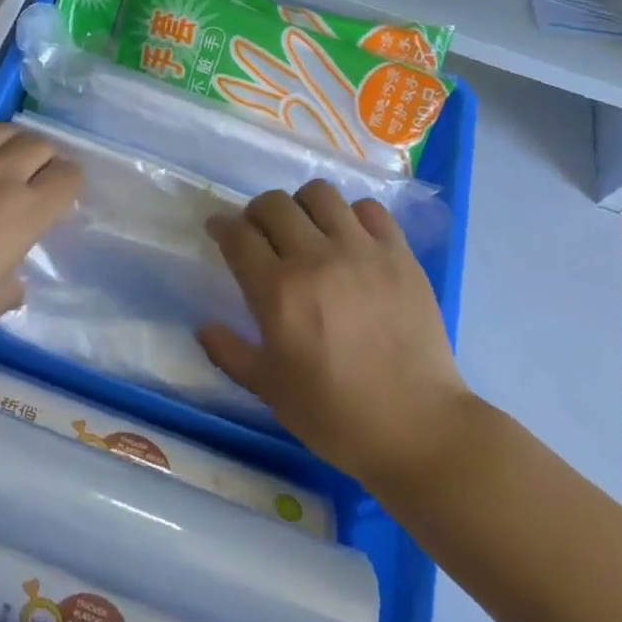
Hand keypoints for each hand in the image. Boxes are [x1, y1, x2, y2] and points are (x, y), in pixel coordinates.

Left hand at [0, 124, 81, 373]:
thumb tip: (12, 279)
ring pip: (0, 129)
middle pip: (39, 145)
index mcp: (22, 214)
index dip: (70, 186)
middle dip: (45, 161)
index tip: (58, 200)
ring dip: (11, 143)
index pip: (68, 177)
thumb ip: (8, 288)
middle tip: (31, 182)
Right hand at [198, 180, 470, 485]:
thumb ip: (229, 352)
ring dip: (302, 206)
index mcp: (277, 291)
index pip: (238, 235)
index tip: (219, 232)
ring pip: (320, 194)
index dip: (221, 226)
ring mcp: (362, 252)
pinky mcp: (400, 255)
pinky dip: (351, 216)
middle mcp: (316, 258)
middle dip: (256, 213)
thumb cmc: (334, 414)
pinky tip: (350, 240)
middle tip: (260, 234)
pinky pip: (370, 210)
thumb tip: (204, 326)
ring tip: (306, 230)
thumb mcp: (268, 389)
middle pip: (274, 204)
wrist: (417, 427)